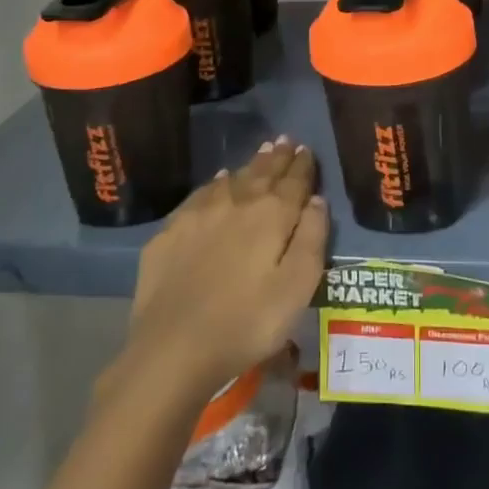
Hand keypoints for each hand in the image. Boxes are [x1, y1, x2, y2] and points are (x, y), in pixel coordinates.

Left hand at [121, 139, 329, 401]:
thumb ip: (312, 239)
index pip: (294, 181)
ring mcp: (200, 214)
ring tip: (261, 153)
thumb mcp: (297, 288)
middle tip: (285, 140)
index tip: (307, 149)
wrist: (173, 348)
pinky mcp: (171, 231)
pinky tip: (219, 182)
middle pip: (262, 173)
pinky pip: (201, 194)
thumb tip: (317, 200)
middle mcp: (237, 203)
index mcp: (272, 215)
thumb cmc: (247, 323)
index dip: (303, 165)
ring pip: (232, 179)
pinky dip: (216, 184)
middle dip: (277, 157)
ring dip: (250, 165)